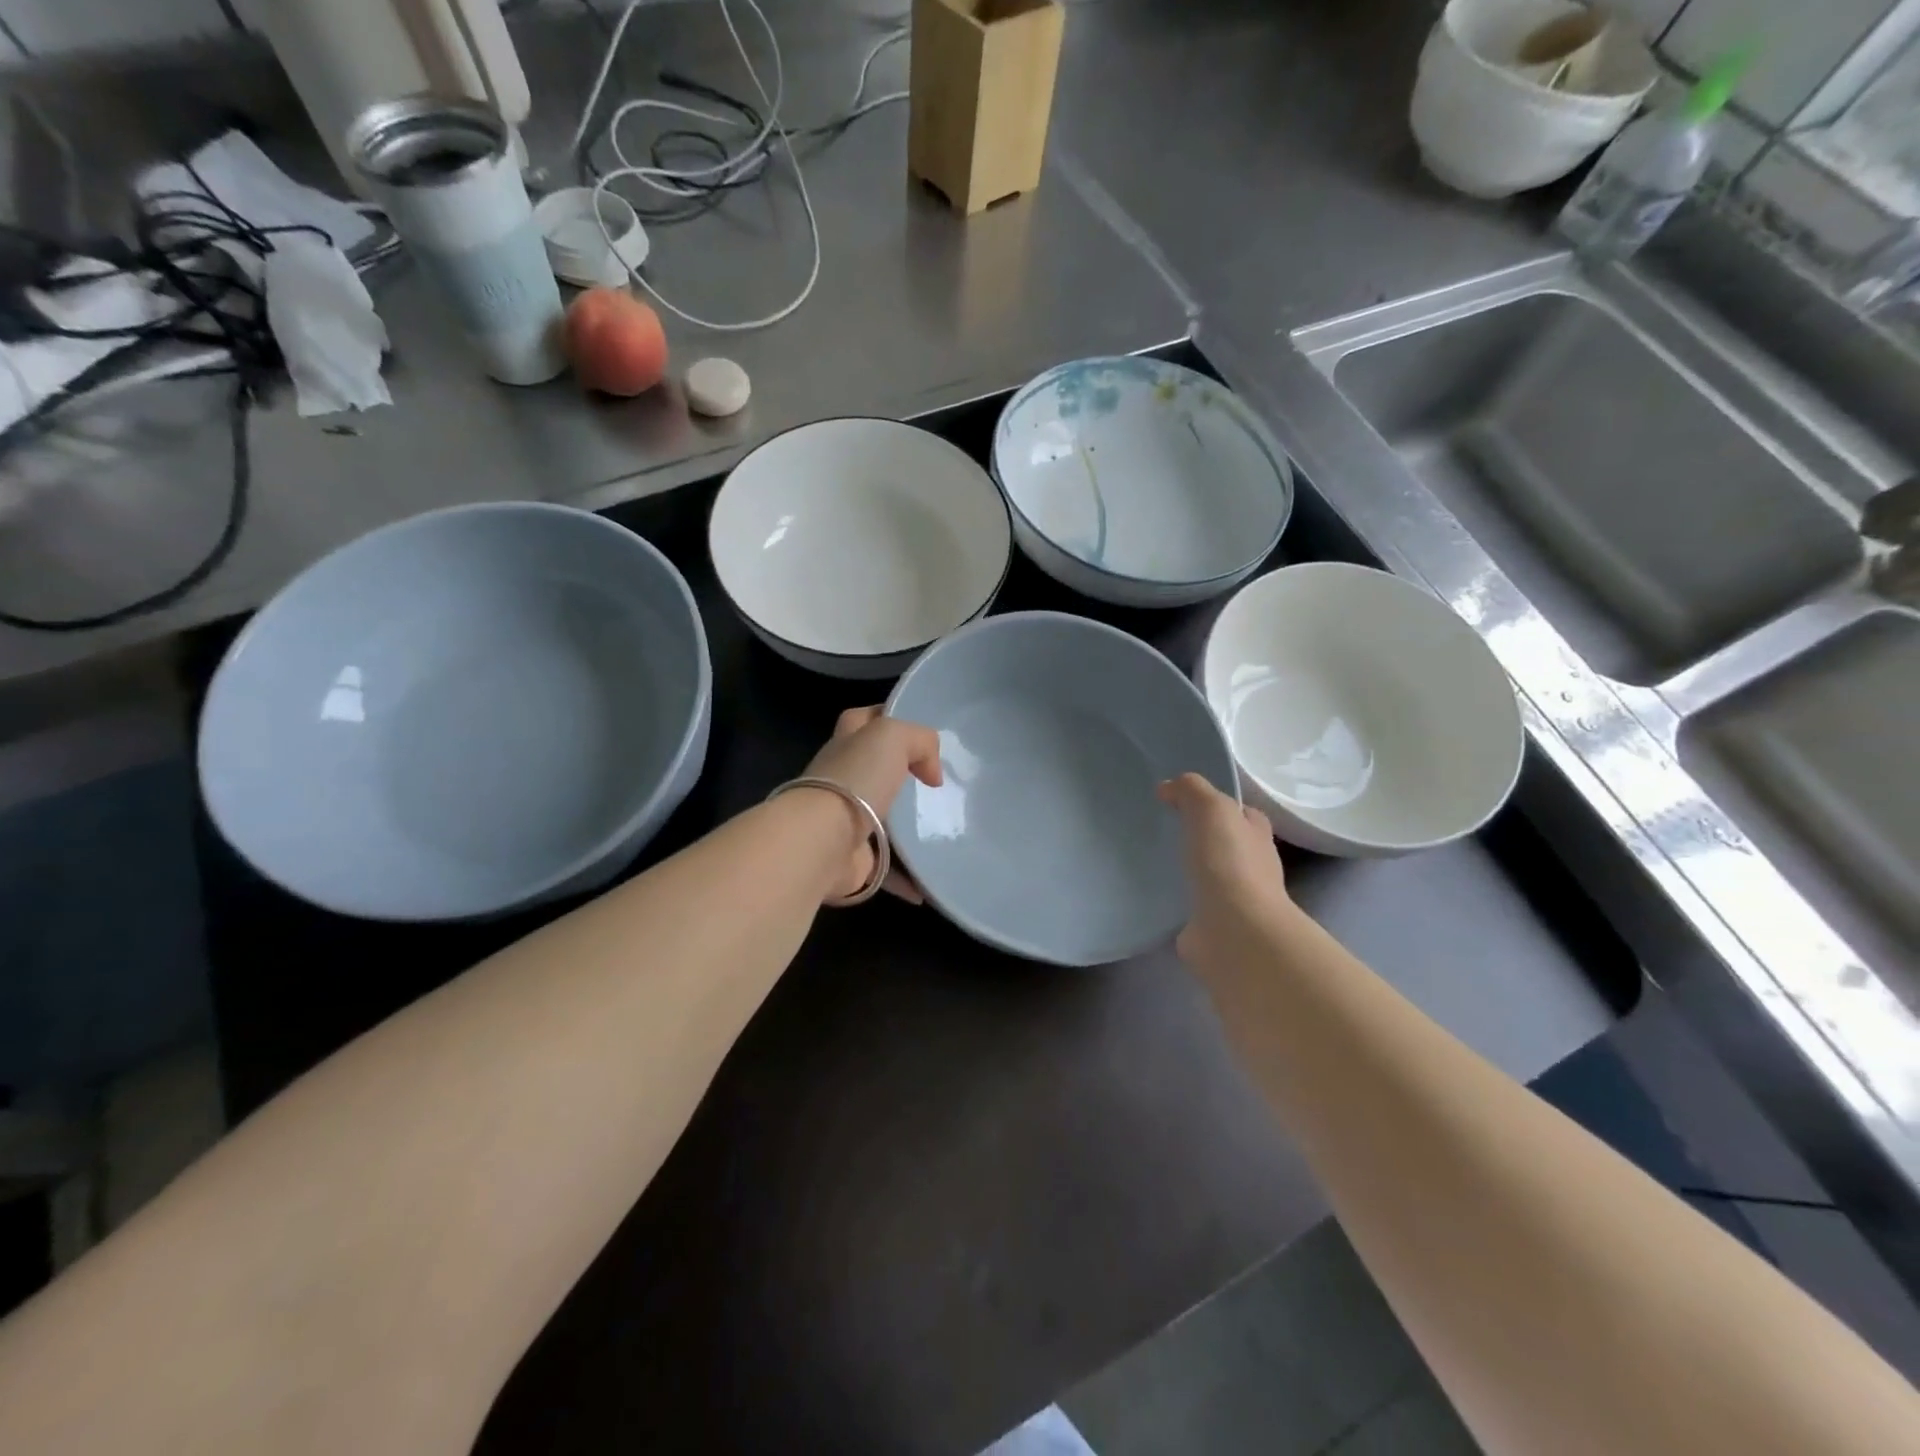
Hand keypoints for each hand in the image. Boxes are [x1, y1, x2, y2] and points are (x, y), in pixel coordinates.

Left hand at [803, 707, 943, 902]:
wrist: (821, 843)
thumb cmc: (854, 780)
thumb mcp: (892, 736)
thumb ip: (919, 740)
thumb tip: (932, 775)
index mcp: (846, 744)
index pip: (863, 720)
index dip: (886, 717)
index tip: (919, 733)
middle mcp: (842, 780)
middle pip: (875, 771)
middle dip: (903, 776)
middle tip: (940, 786)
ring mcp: (845, 822)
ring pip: (884, 819)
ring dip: (909, 828)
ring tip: (946, 832)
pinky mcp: (854, 860)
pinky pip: (889, 868)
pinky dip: (909, 877)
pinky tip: (933, 883)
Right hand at [1158, 773, 1292, 966]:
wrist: (1235, 931)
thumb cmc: (1229, 863)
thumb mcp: (1211, 808)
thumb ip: (1191, 790)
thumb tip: (1168, 788)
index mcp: (1256, 835)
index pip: (1240, 812)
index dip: (1216, 803)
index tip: (1179, 800)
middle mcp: (1251, 865)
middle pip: (1224, 843)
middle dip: (1200, 836)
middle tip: (1162, 828)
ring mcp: (1233, 899)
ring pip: (1207, 875)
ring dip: (1187, 869)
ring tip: (1152, 860)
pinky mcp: (1212, 925)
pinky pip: (1191, 904)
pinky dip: (1177, 900)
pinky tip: (1153, 893)